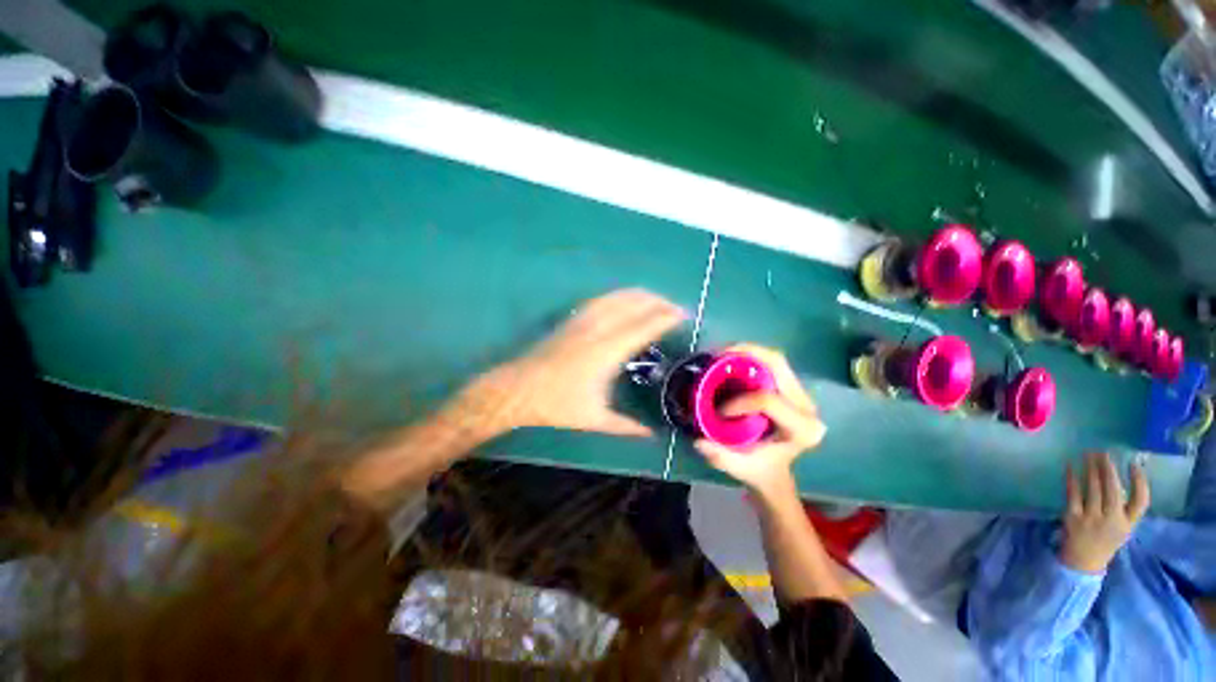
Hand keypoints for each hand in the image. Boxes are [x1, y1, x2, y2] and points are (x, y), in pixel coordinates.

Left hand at [468, 288, 684, 436]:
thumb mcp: (595, 419)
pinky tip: (625, 299)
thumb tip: (651, 434)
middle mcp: (598, 329)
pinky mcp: (572, 319)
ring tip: (656, 298)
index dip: (665, 317)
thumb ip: (626, 426)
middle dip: (657, 302)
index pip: (644, 326)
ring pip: (617, 298)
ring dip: (639, 295)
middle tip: (675, 307)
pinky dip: (619, 296)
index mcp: (607, 352)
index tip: (683, 313)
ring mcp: (583, 321)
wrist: (519, 389)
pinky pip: (601, 300)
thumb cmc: (557, 404)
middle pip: (633, 305)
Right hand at [694, 344, 824, 498]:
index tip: (720, 411)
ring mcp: (801, 395)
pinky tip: (730, 360)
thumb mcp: (741, 469)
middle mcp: (807, 407)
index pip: (768, 401)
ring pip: (776, 360)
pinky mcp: (791, 388)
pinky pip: (771, 364)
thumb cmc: (761, 471)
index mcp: (801, 428)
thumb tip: (699, 441)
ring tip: (721, 354)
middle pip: (778, 365)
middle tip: (717, 354)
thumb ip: (722, 458)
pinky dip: (749, 357)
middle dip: (746, 353)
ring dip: (747, 352)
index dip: (740, 401)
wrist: (777, 472)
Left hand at [1059, 452, 1149, 573]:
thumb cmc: (1106, 539)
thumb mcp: (1123, 527)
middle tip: (1103, 451)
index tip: (1133, 463)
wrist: (1084, 561)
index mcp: (1128, 523)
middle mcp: (1112, 520)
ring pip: (1093, 488)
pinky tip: (1070, 465)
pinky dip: (1071, 477)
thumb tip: (1123, 479)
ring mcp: (1091, 518)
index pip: (1141, 501)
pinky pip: (1072, 493)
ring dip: (1090, 468)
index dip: (1139, 482)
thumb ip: (1126, 508)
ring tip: (1089, 454)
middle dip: (1108, 468)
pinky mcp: (1072, 517)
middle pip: (1112, 489)